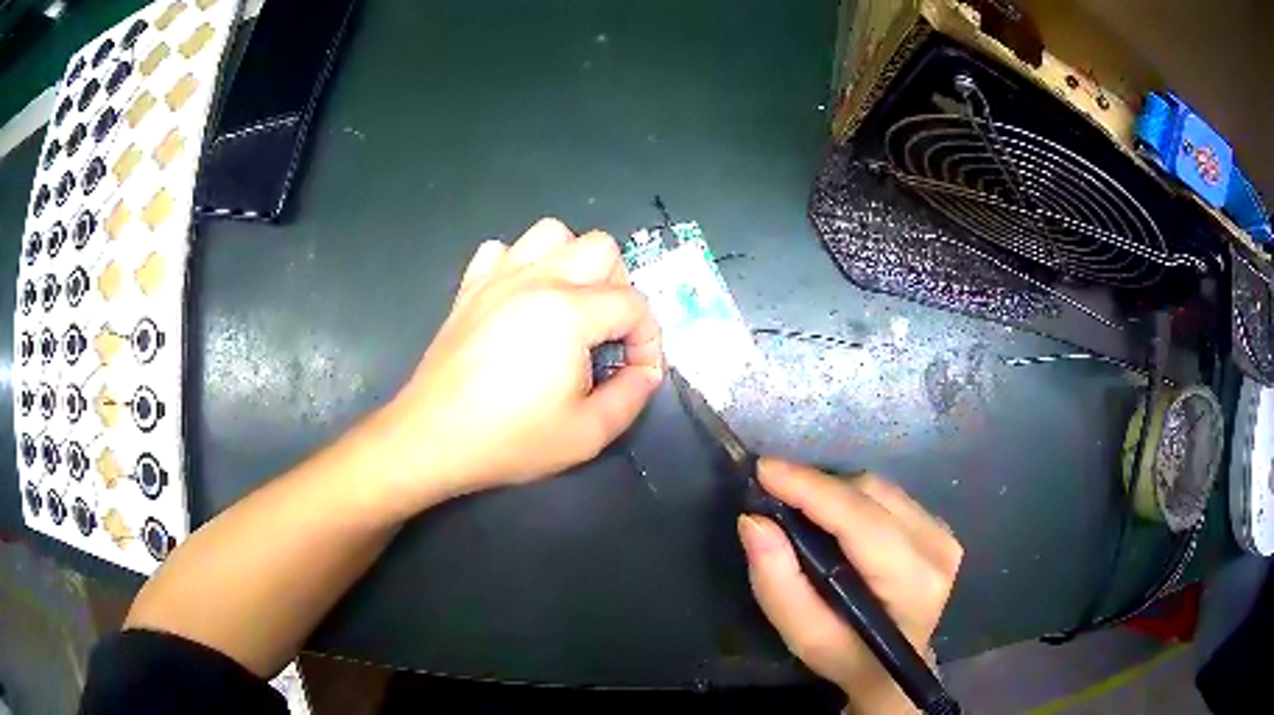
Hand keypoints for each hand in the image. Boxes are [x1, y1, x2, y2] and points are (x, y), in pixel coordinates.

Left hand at [373, 218, 662, 508]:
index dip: (649, 339)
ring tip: (571, 305)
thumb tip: (645, 373)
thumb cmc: (510, 439)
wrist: (433, 438)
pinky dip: (521, 265)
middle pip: (602, 248)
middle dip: (621, 288)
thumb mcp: (587, 434)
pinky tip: (521, 300)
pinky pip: (502, 250)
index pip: (633, 304)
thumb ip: (631, 397)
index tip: (640, 373)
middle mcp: (537, 279)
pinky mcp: (470, 287)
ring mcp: (498, 277)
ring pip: (552, 233)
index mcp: (569, 312)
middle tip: (611, 334)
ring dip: (573, 262)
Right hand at [738, 460, 961, 713]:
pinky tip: (833, 519)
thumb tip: (754, 521)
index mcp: (912, 581)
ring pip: (878, 489)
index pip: (859, 519)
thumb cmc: (847, 657)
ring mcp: (943, 533)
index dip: (811, 488)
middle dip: (817, 488)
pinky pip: (887, 496)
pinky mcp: (939, 527)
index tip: (764, 469)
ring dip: (834, 492)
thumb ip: (777, 582)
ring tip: (799, 507)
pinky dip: (852, 500)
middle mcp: (936, 547)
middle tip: (772, 494)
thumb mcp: (804, 636)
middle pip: (869, 494)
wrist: (893, 669)